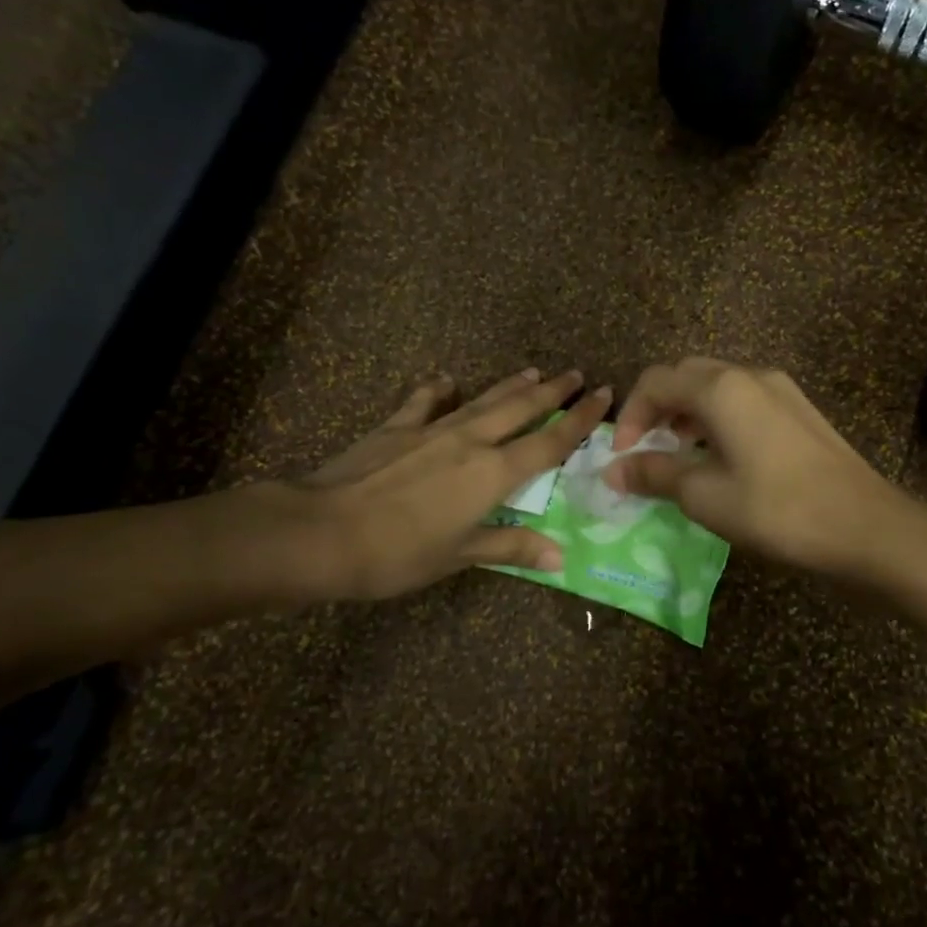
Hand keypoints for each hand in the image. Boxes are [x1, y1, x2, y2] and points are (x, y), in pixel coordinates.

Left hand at [234, 368, 610, 601]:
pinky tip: (445, 380)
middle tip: (576, 374)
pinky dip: (437, 390)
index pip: (549, 441)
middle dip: (552, 391)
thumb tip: (561, 556)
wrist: (322, 531)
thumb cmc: (398, 553)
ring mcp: (431, 430)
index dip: (580, 419)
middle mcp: (470, 441)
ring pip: (482, 400)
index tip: (604, 394)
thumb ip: (511, 547)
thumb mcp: (459, 555)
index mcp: (493, 473)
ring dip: (510, 385)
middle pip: (521, 408)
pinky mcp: (395, 428)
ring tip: (533, 371)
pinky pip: (424, 403)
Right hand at [603, 358, 926, 579]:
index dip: (630, 415)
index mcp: (721, 388)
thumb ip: (655, 475)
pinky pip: (744, 400)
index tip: (623, 457)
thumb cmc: (777, 510)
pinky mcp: (800, 410)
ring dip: (688, 413)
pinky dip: (718, 419)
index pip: (656, 381)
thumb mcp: (705, 496)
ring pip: (717, 386)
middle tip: (648, 449)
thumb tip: (613, 471)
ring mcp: (781, 390)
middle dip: (658, 408)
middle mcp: (750, 375)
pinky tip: (722, 458)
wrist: (866, 527)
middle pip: (686, 375)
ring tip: (681, 455)